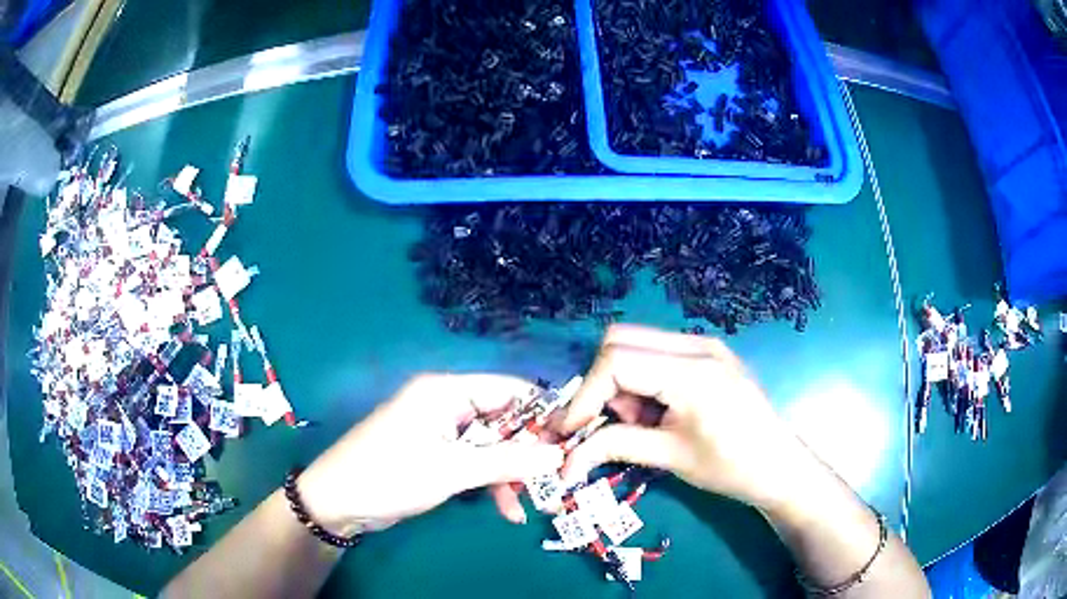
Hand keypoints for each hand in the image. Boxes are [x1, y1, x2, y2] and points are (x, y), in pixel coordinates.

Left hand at [297, 374, 563, 534]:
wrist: (338, 502)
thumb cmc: (391, 474)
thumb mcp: (452, 470)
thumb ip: (507, 461)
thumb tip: (558, 456)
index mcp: (446, 391)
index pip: (508, 390)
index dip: (542, 413)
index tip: (571, 440)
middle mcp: (445, 405)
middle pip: (503, 422)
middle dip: (528, 453)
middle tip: (555, 480)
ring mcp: (440, 433)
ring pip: (492, 447)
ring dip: (511, 474)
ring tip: (532, 504)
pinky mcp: (436, 456)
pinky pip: (475, 464)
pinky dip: (491, 484)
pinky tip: (507, 510)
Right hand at [558, 324, 811, 510]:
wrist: (779, 466)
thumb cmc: (730, 467)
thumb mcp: (670, 458)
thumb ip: (614, 447)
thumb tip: (565, 461)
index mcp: (692, 371)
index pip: (616, 361)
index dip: (585, 395)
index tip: (573, 431)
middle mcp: (696, 345)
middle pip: (620, 340)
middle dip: (600, 383)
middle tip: (605, 423)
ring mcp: (704, 344)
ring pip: (636, 344)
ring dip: (620, 382)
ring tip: (638, 423)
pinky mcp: (707, 353)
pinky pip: (656, 353)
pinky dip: (641, 379)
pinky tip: (656, 411)